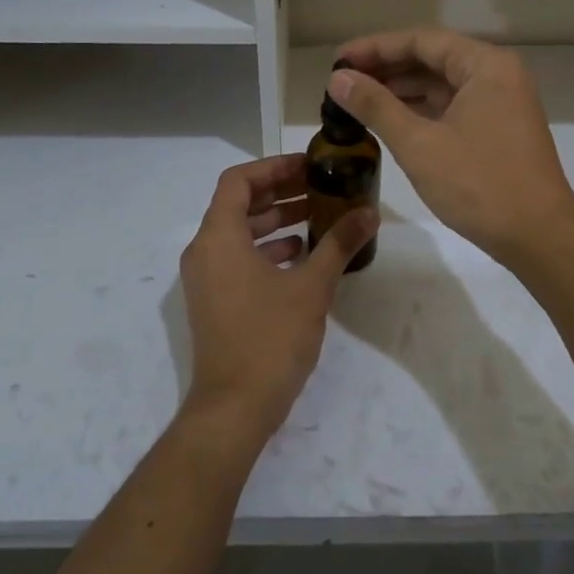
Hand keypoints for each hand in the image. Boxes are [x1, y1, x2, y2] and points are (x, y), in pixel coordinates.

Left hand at [178, 155, 375, 443]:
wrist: (235, 407)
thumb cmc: (270, 338)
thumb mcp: (312, 287)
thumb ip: (339, 244)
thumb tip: (369, 213)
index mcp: (218, 237)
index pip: (238, 180)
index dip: (273, 167)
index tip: (308, 166)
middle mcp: (204, 251)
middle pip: (238, 204)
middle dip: (279, 192)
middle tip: (319, 187)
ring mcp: (206, 278)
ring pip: (238, 233)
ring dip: (275, 221)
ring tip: (318, 217)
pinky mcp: (214, 301)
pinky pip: (237, 258)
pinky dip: (267, 249)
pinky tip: (302, 256)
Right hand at [329, 30, 573, 268]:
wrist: (539, 237)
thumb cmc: (479, 185)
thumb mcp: (419, 144)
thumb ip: (376, 106)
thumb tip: (337, 78)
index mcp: (485, 65)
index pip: (422, 41)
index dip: (375, 48)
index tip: (338, 60)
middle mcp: (498, 75)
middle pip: (433, 59)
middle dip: (387, 69)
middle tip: (342, 81)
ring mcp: (502, 103)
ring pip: (443, 84)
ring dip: (402, 90)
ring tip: (357, 100)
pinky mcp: (500, 129)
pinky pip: (454, 106)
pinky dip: (422, 110)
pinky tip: (391, 120)